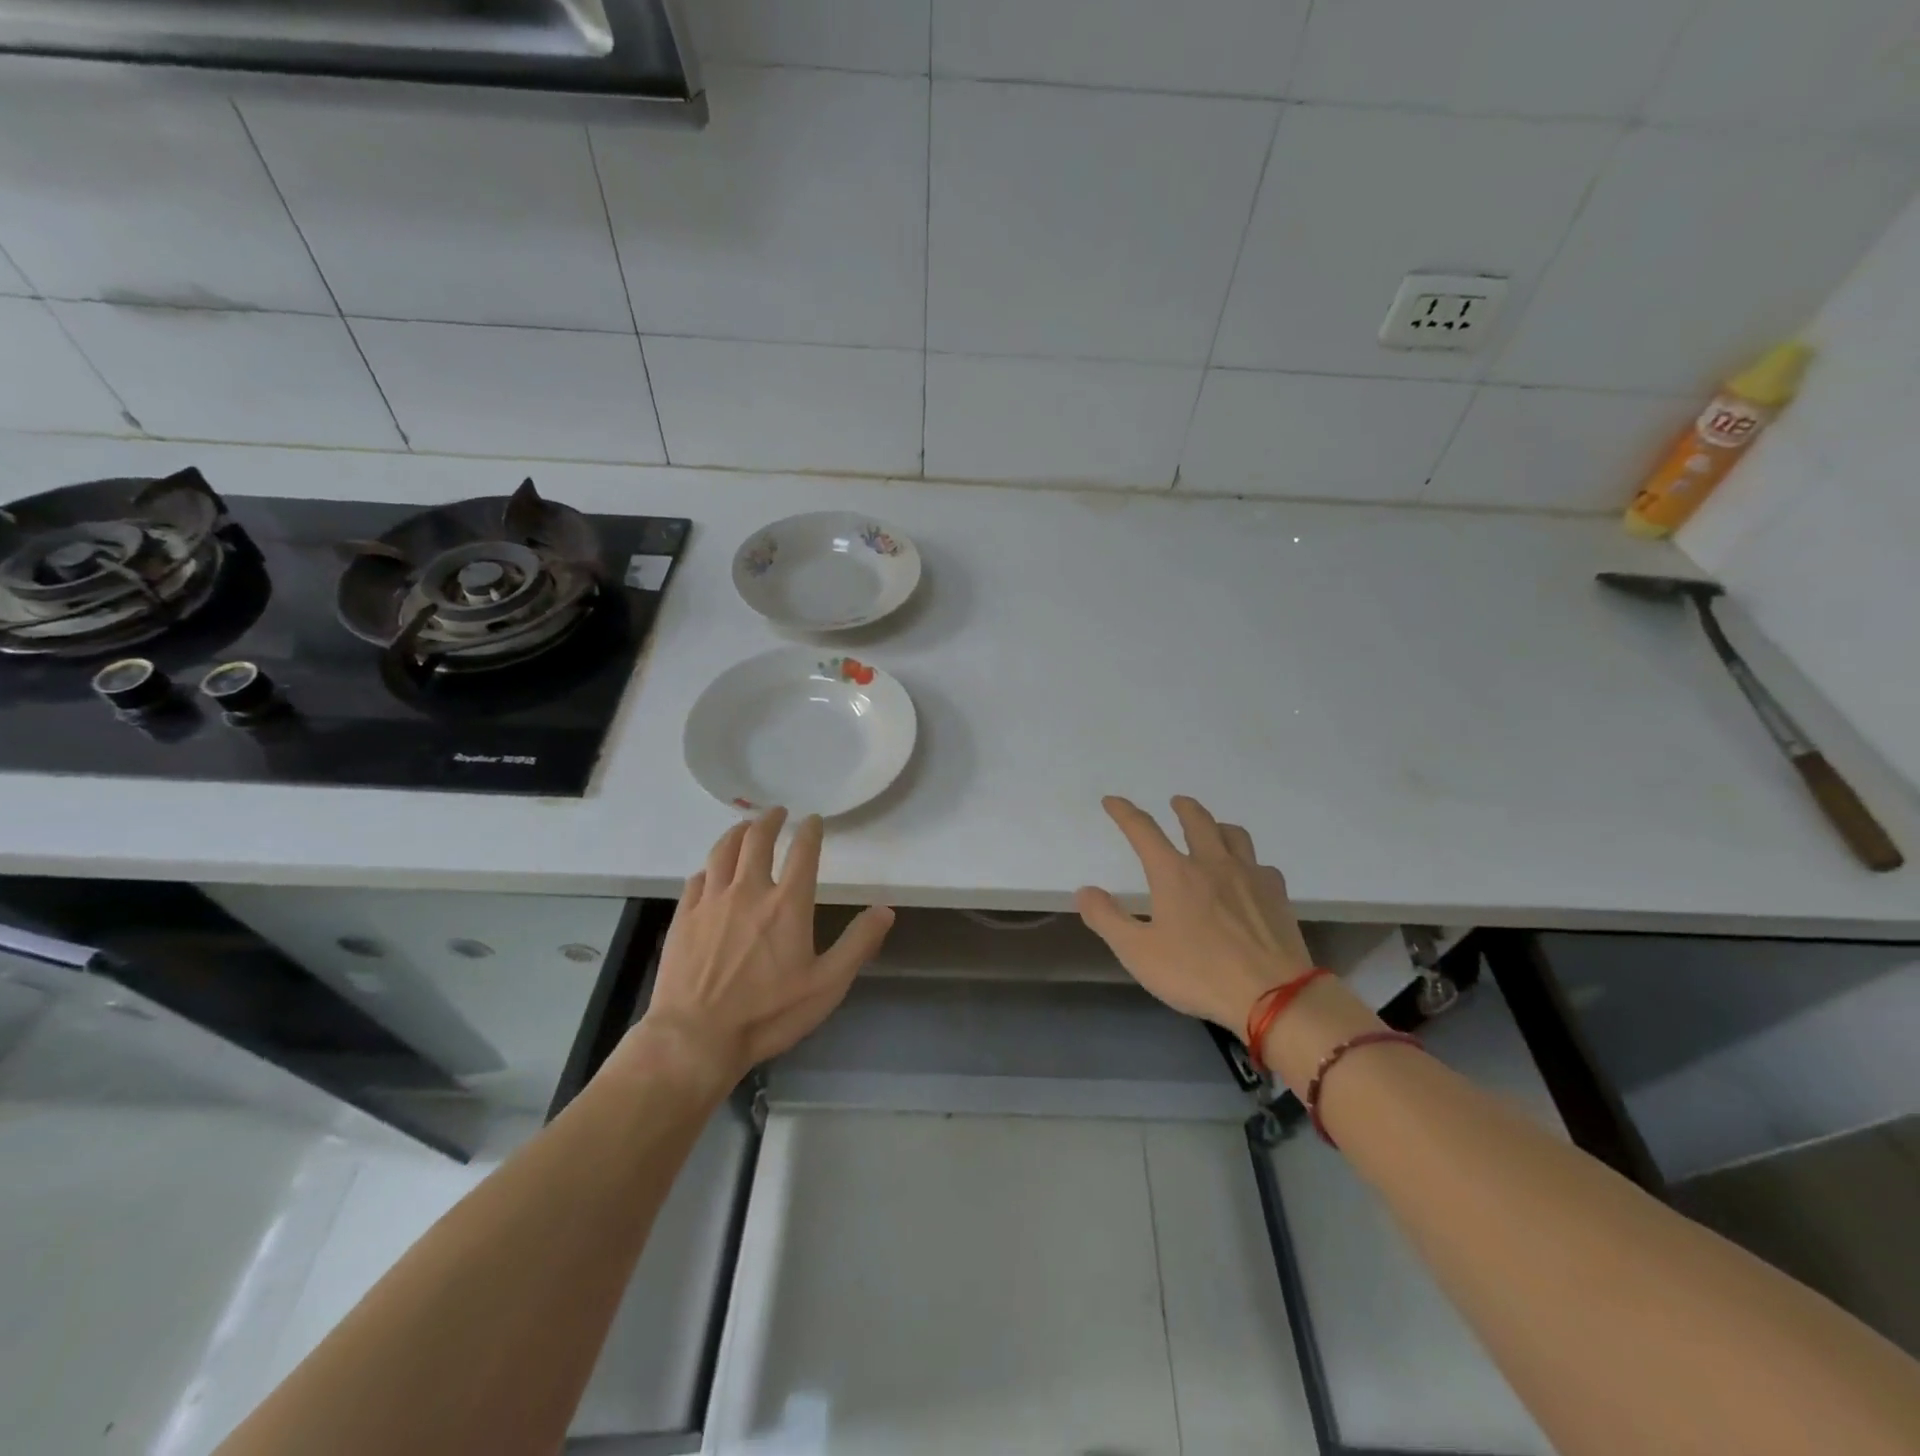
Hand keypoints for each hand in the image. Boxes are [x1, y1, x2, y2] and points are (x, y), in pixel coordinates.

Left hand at [633, 808, 893, 1088]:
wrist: (696, 1037)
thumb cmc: (768, 1013)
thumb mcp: (827, 984)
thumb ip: (858, 944)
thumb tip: (886, 910)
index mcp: (787, 903)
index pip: (803, 851)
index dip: (810, 831)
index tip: (814, 820)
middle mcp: (749, 891)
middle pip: (758, 839)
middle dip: (770, 820)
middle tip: (777, 812)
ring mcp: (712, 901)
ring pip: (723, 850)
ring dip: (737, 832)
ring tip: (745, 826)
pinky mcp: (684, 916)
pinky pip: (698, 878)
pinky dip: (710, 866)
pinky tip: (712, 870)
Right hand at [1076, 795, 1313, 1033]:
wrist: (1273, 995)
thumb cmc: (1198, 972)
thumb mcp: (1138, 952)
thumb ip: (1107, 919)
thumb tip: (1085, 891)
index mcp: (1174, 873)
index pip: (1143, 830)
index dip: (1125, 812)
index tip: (1112, 801)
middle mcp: (1212, 864)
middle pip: (1197, 821)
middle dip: (1183, 808)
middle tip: (1176, 802)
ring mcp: (1249, 877)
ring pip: (1234, 835)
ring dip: (1218, 826)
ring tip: (1213, 829)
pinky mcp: (1277, 896)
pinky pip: (1261, 865)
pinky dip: (1249, 862)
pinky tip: (1249, 875)